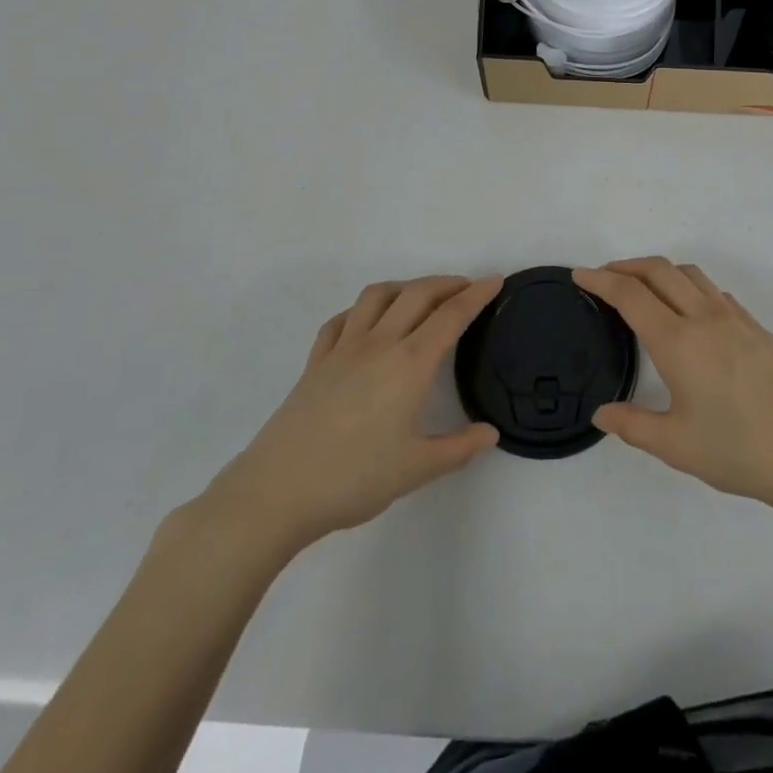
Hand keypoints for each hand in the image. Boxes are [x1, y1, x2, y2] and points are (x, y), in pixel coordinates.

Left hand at [198, 276, 501, 558]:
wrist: (277, 491)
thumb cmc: (354, 479)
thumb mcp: (417, 469)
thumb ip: (459, 448)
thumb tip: (491, 433)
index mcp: (410, 364)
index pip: (451, 316)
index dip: (476, 295)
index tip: (495, 281)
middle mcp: (379, 344)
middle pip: (417, 294)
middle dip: (447, 283)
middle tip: (466, 287)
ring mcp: (343, 349)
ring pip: (377, 296)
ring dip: (405, 286)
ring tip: (420, 296)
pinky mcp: (316, 362)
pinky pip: (342, 320)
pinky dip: (362, 310)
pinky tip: (366, 323)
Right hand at [577, 259, 772, 517]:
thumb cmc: (741, 451)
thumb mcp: (677, 446)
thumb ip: (633, 425)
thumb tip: (602, 413)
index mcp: (678, 342)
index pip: (630, 295)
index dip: (600, 280)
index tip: (580, 274)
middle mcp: (704, 318)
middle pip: (659, 270)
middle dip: (627, 265)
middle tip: (604, 276)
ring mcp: (735, 319)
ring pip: (690, 274)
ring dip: (659, 271)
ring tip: (644, 288)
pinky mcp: (757, 327)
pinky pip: (714, 291)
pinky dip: (689, 286)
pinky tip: (690, 313)